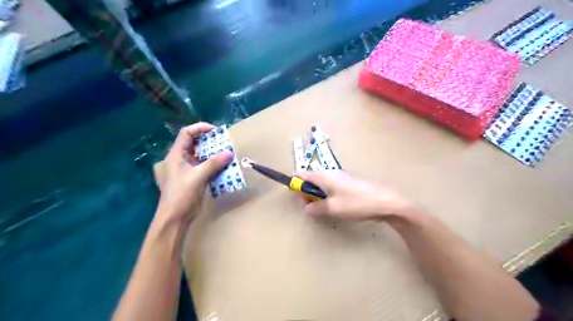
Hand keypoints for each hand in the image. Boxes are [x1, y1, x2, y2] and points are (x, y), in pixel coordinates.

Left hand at [156, 123, 231, 225]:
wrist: (176, 217)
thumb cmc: (181, 194)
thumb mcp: (197, 176)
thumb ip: (213, 163)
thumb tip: (229, 152)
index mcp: (176, 155)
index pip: (186, 134)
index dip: (200, 128)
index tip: (215, 131)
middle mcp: (181, 159)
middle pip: (195, 143)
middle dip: (210, 142)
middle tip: (224, 142)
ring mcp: (188, 169)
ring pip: (202, 156)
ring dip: (214, 154)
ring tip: (227, 153)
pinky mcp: (194, 178)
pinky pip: (206, 166)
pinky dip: (215, 165)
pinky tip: (225, 167)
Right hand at [295, 170, 411, 220]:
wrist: (386, 201)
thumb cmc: (357, 203)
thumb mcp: (333, 208)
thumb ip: (316, 208)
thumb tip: (306, 208)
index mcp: (325, 176)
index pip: (302, 174)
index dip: (296, 184)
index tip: (297, 198)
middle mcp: (331, 173)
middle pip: (311, 179)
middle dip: (307, 192)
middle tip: (311, 208)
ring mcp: (341, 177)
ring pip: (322, 184)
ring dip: (317, 195)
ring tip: (323, 209)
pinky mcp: (349, 183)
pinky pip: (332, 186)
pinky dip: (327, 195)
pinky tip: (335, 206)